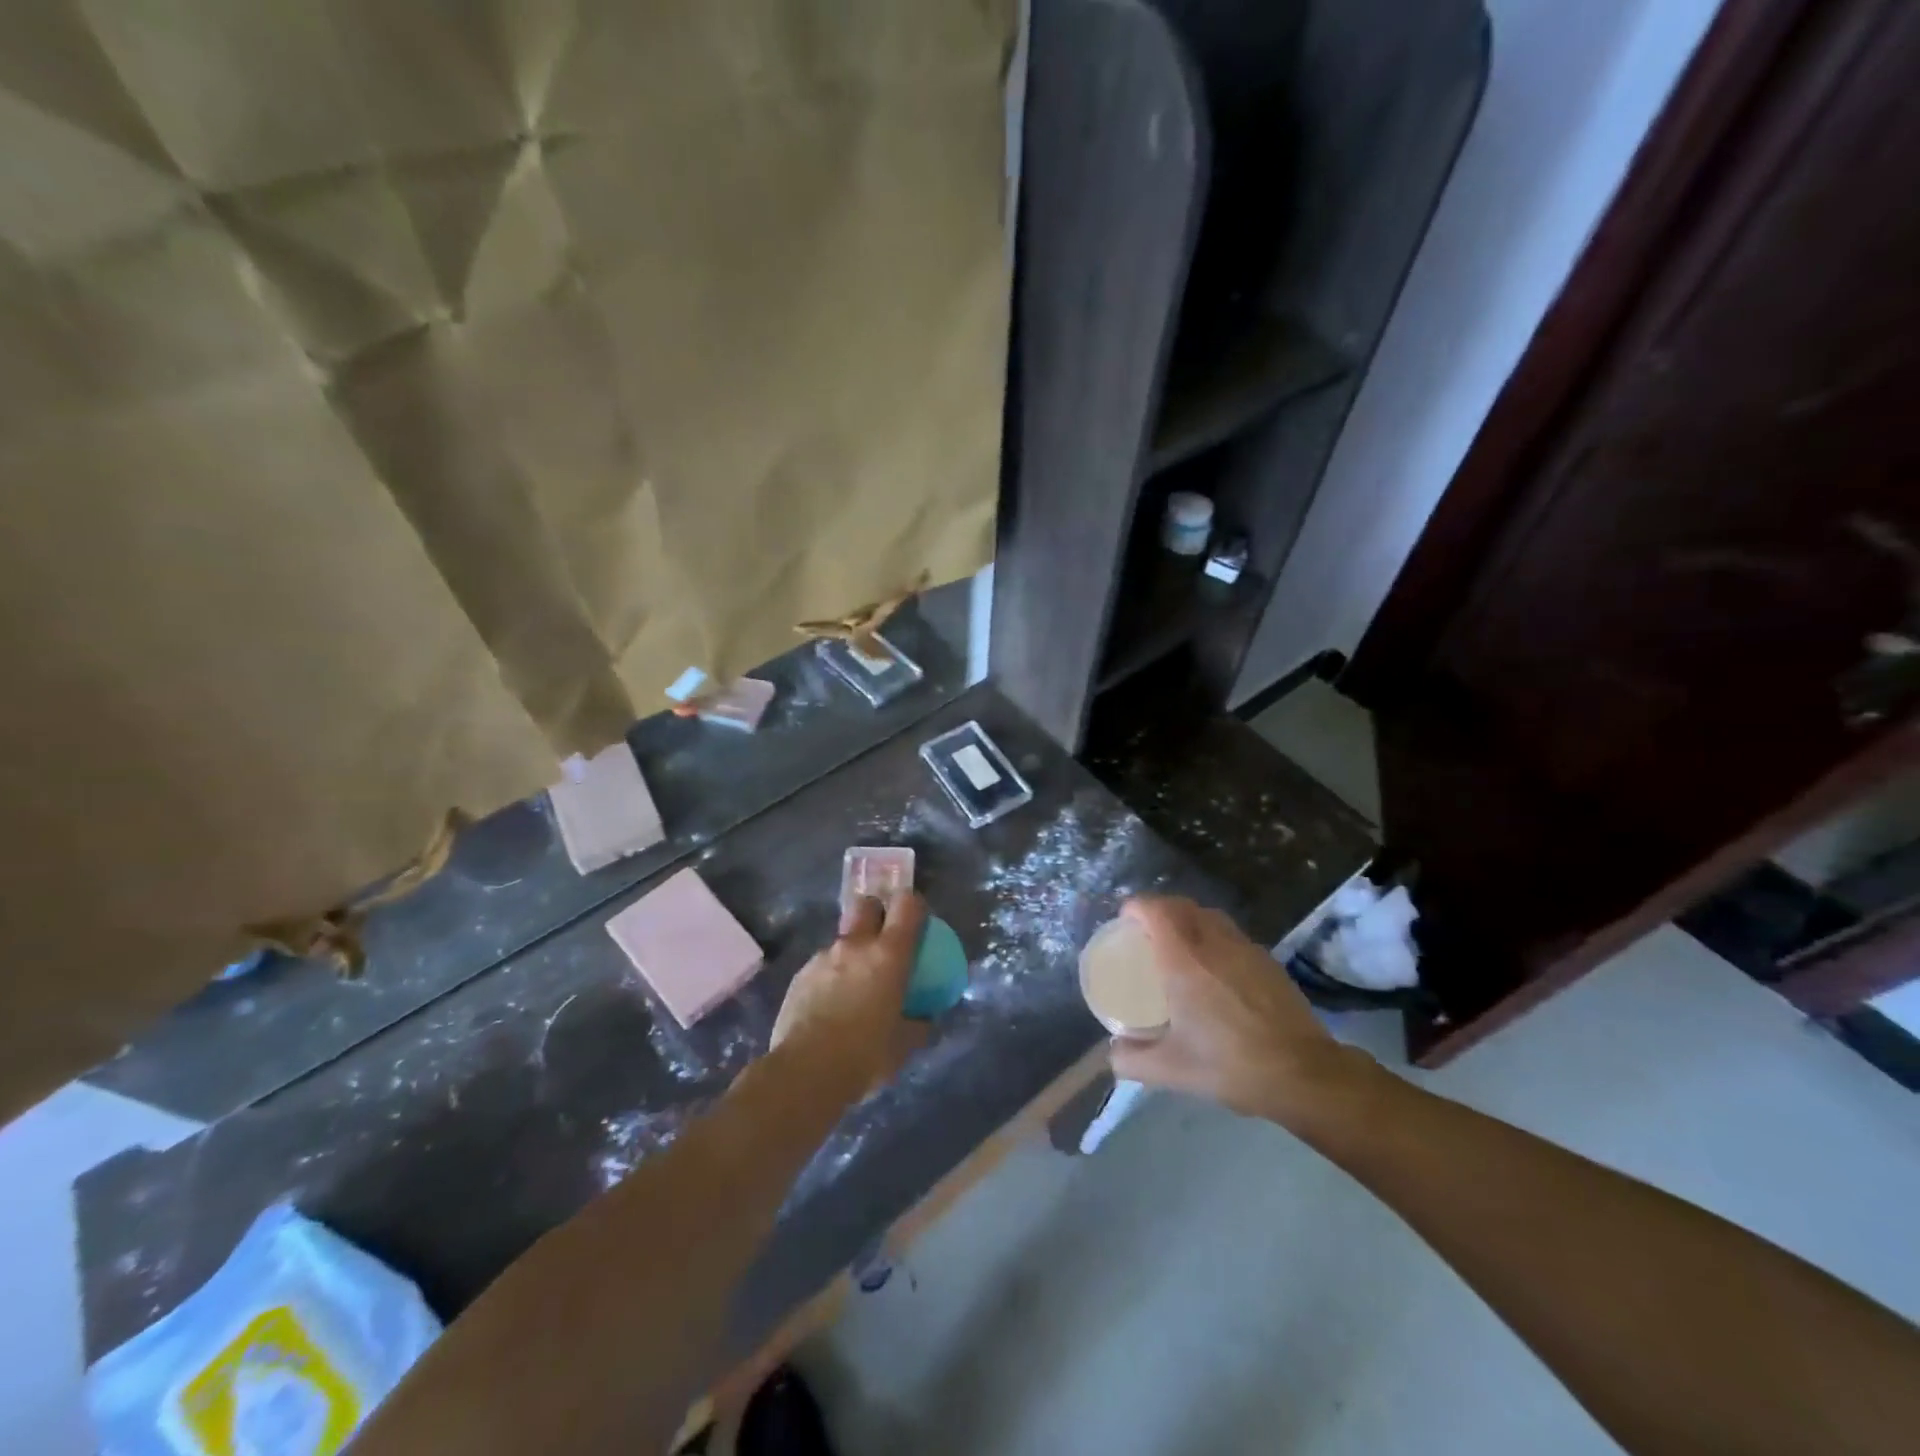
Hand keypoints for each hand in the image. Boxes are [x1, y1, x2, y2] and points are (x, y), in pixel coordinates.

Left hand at [770, 891, 928, 1096]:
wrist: (805, 1072)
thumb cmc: (865, 1056)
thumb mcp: (903, 1045)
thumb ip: (918, 1024)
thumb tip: (924, 1018)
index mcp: (888, 955)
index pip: (906, 905)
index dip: (914, 905)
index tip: (919, 920)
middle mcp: (855, 945)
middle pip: (867, 905)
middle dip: (876, 913)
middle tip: (883, 941)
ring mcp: (823, 957)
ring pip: (842, 939)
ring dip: (851, 953)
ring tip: (853, 987)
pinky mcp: (800, 976)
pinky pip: (821, 965)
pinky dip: (830, 977)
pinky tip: (828, 1008)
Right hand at [1108, 896, 1371, 1127]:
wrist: (1303, 1074)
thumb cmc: (1230, 1065)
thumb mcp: (1171, 1070)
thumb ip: (1132, 1060)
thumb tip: (1111, 1052)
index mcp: (1184, 960)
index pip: (1156, 910)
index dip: (1136, 906)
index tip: (1124, 919)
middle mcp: (1213, 943)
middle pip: (1182, 905)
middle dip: (1159, 909)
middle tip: (1146, 932)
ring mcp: (1245, 949)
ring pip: (1210, 916)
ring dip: (1189, 920)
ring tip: (1179, 946)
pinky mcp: (1268, 961)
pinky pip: (1232, 935)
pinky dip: (1214, 938)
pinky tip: (1216, 970)